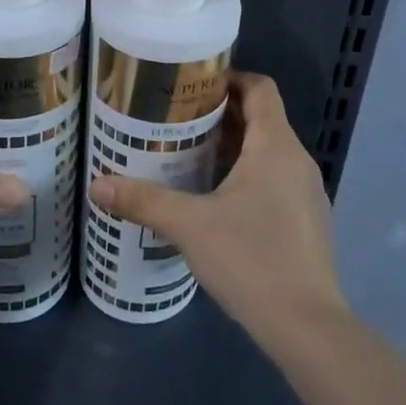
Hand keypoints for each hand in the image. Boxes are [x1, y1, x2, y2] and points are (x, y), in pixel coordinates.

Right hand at [89, 72, 345, 341]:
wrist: (307, 326)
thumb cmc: (250, 258)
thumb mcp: (189, 225)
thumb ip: (144, 201)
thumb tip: (97, 185)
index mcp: (275, 146)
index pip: (260, 88)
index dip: (229, 78)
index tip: (193, 85)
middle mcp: (297, 161)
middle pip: (263, 119)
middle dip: (221, 115)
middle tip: (177, 120)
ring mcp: (308, 193)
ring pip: (269, 152)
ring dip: (234, 147)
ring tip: (190, 157)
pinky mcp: (308, 222)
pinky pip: (277, 180)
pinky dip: (249, 175)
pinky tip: (218, 201)